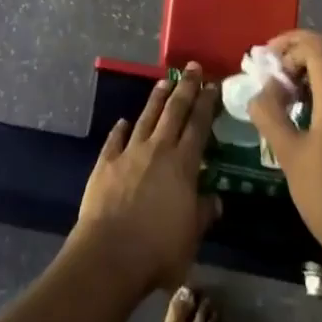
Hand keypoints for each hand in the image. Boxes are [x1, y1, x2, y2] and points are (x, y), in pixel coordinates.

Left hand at [71, 66, 221, 295]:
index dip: (206, 104)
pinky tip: (123, 121)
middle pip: (174, 112)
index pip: (198, 126)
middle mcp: (157, 150)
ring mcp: (129, 153)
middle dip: (185, 88)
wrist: (110, 254)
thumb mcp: (192, 237)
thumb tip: (215, 199)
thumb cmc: (159, 250)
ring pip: (146, 117)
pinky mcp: (106, 162)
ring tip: (164, 81)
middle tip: (193, 68)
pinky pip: (115, 139)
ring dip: (156, 99)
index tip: (212, 84)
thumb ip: (203, 213)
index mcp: (182, 165)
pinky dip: (120, 129)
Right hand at [248, 31, 321, 280]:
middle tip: (272, 73)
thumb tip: (262, 91)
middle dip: (298, 52)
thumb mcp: (289, 156)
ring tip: (281, 95)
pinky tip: (302, 116)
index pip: (318, 45)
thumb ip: (270, 115)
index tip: (263, 61)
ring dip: (310, 71)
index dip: (288, 43)